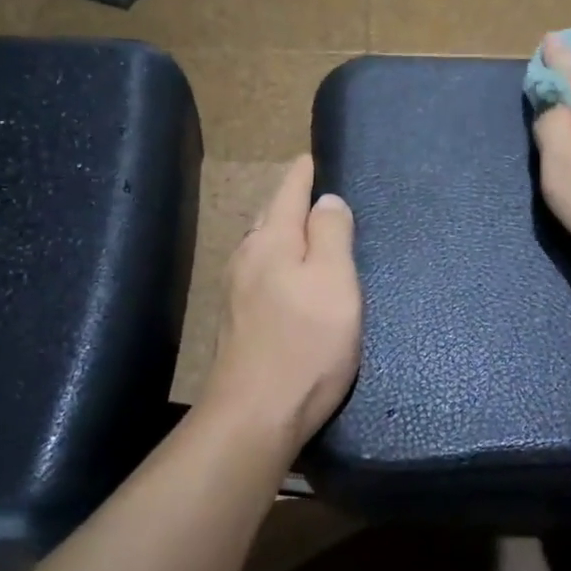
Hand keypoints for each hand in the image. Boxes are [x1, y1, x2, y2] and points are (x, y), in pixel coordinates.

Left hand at [202, 155, 362, 446]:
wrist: (256, 415)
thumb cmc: (305, 345)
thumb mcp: (334, 282)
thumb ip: (331, 235)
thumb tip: (327, 201)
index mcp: (271, 242)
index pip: (288, 193)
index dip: (303, 173)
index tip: (311, 156)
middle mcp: (247, 260)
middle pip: (270, 218)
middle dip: (290, 202)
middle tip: (314, 190)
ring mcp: (237, 294)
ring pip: (263, 249)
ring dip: (283, 235)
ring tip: (305, 231)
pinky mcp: (239, 324)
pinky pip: (262, 277)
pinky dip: (279, 265)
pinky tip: (288, 279)